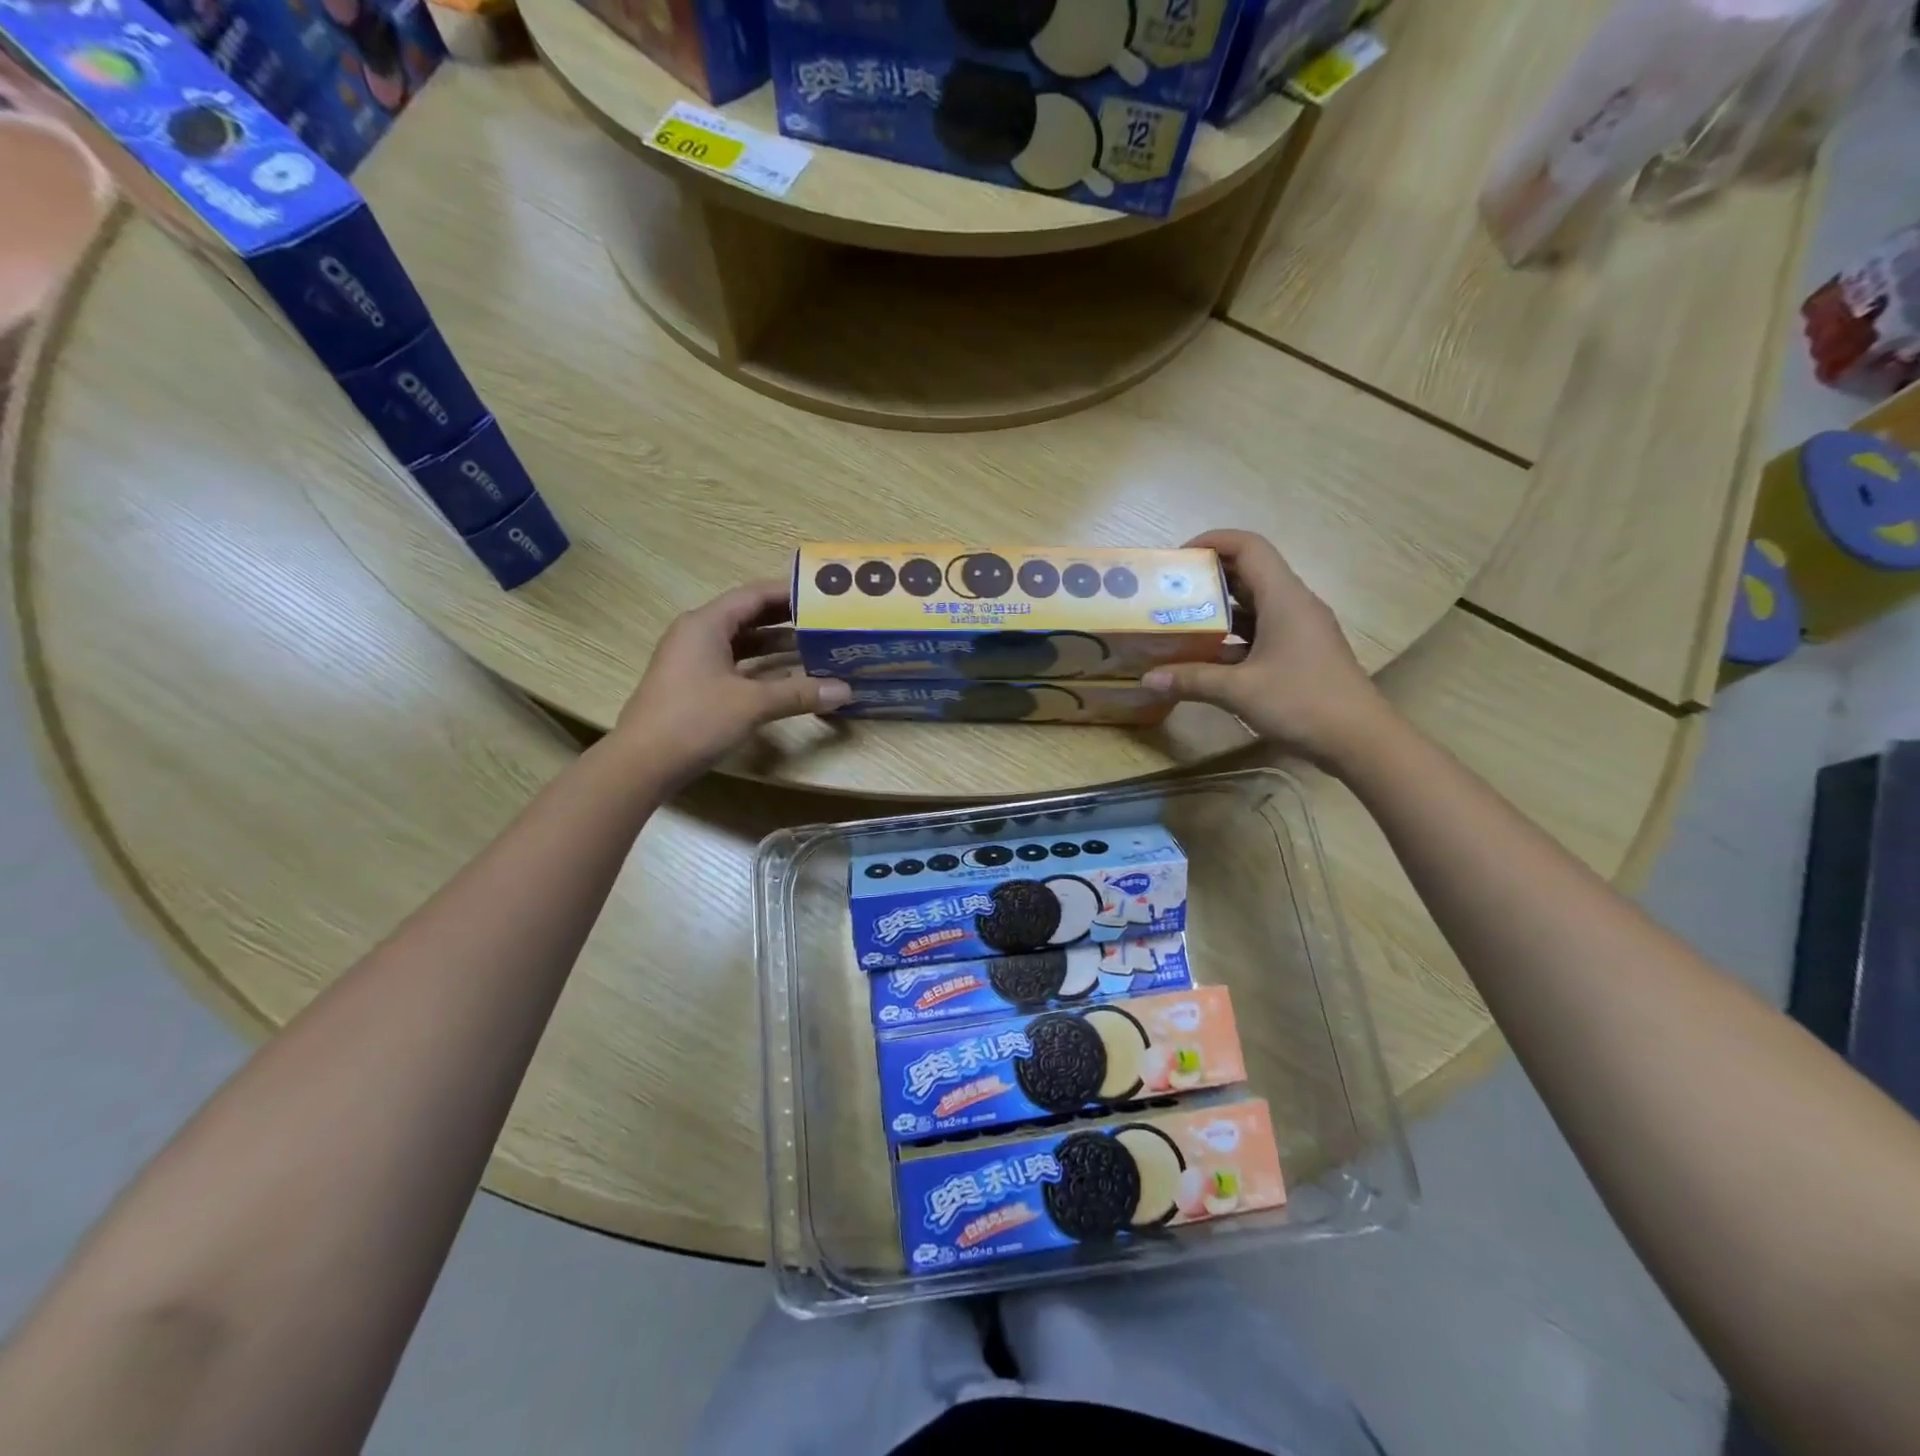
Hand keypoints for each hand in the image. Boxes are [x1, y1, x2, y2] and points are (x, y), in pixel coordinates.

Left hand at [613, 580, 849, 781]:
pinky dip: (760, 667)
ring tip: (815, 647)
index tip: (823, 595)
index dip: (789, 593)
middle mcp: (697, 634)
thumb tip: (845, 690)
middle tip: (825, 620)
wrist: (642, 764)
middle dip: (786, 619)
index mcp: (706, 624)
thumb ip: (798, 693)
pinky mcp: (692, 684)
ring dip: (775, 645)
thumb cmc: (694, 720)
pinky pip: (734, 664)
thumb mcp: (752, 704)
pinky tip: (788, 677)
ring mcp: (692, 660)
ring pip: (741, 643)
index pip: (753, 595)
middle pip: (747, 616)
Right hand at [1142, 530, 1392, 770]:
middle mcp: (1294, 605)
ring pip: (1256, 604)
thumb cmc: (1303, 702)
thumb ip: (1191, 680)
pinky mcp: (1301, 653)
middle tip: (1171, 591)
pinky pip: (1262, 630)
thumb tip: (1147, 679)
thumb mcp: (1239, 691)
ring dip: (1220, 608)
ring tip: (1182, 620)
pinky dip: (1234, 635)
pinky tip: (1208, 655)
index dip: (1213, 541)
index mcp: (1284, 598)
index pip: (1249, 547)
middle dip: (1210, 576)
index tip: (1178, 559)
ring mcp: (1301, 630)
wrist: (1361, 741)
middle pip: (1251, 572)